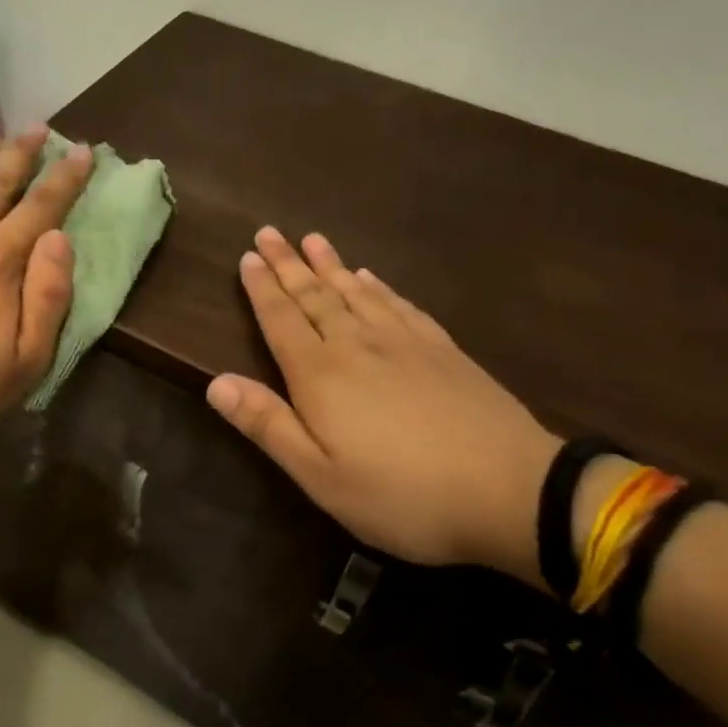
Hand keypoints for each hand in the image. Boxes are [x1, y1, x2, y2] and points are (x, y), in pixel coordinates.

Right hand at [206, 227, 560, 579]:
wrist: (512, 491)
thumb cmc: (402, 494)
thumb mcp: (321, 476)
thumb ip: (268, 425)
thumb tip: (215, 382)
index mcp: (321, 376)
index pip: (281, 320)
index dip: (261, 288)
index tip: (247, 256)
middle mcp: (357, 346)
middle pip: (315, 296)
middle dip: (288, 263)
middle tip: (269, 232)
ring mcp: (405, 343)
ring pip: (357, 292)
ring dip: (330, 265)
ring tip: (312, 239)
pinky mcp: (443, 350)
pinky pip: (400, 305)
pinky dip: (379, 287)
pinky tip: (371, 277)